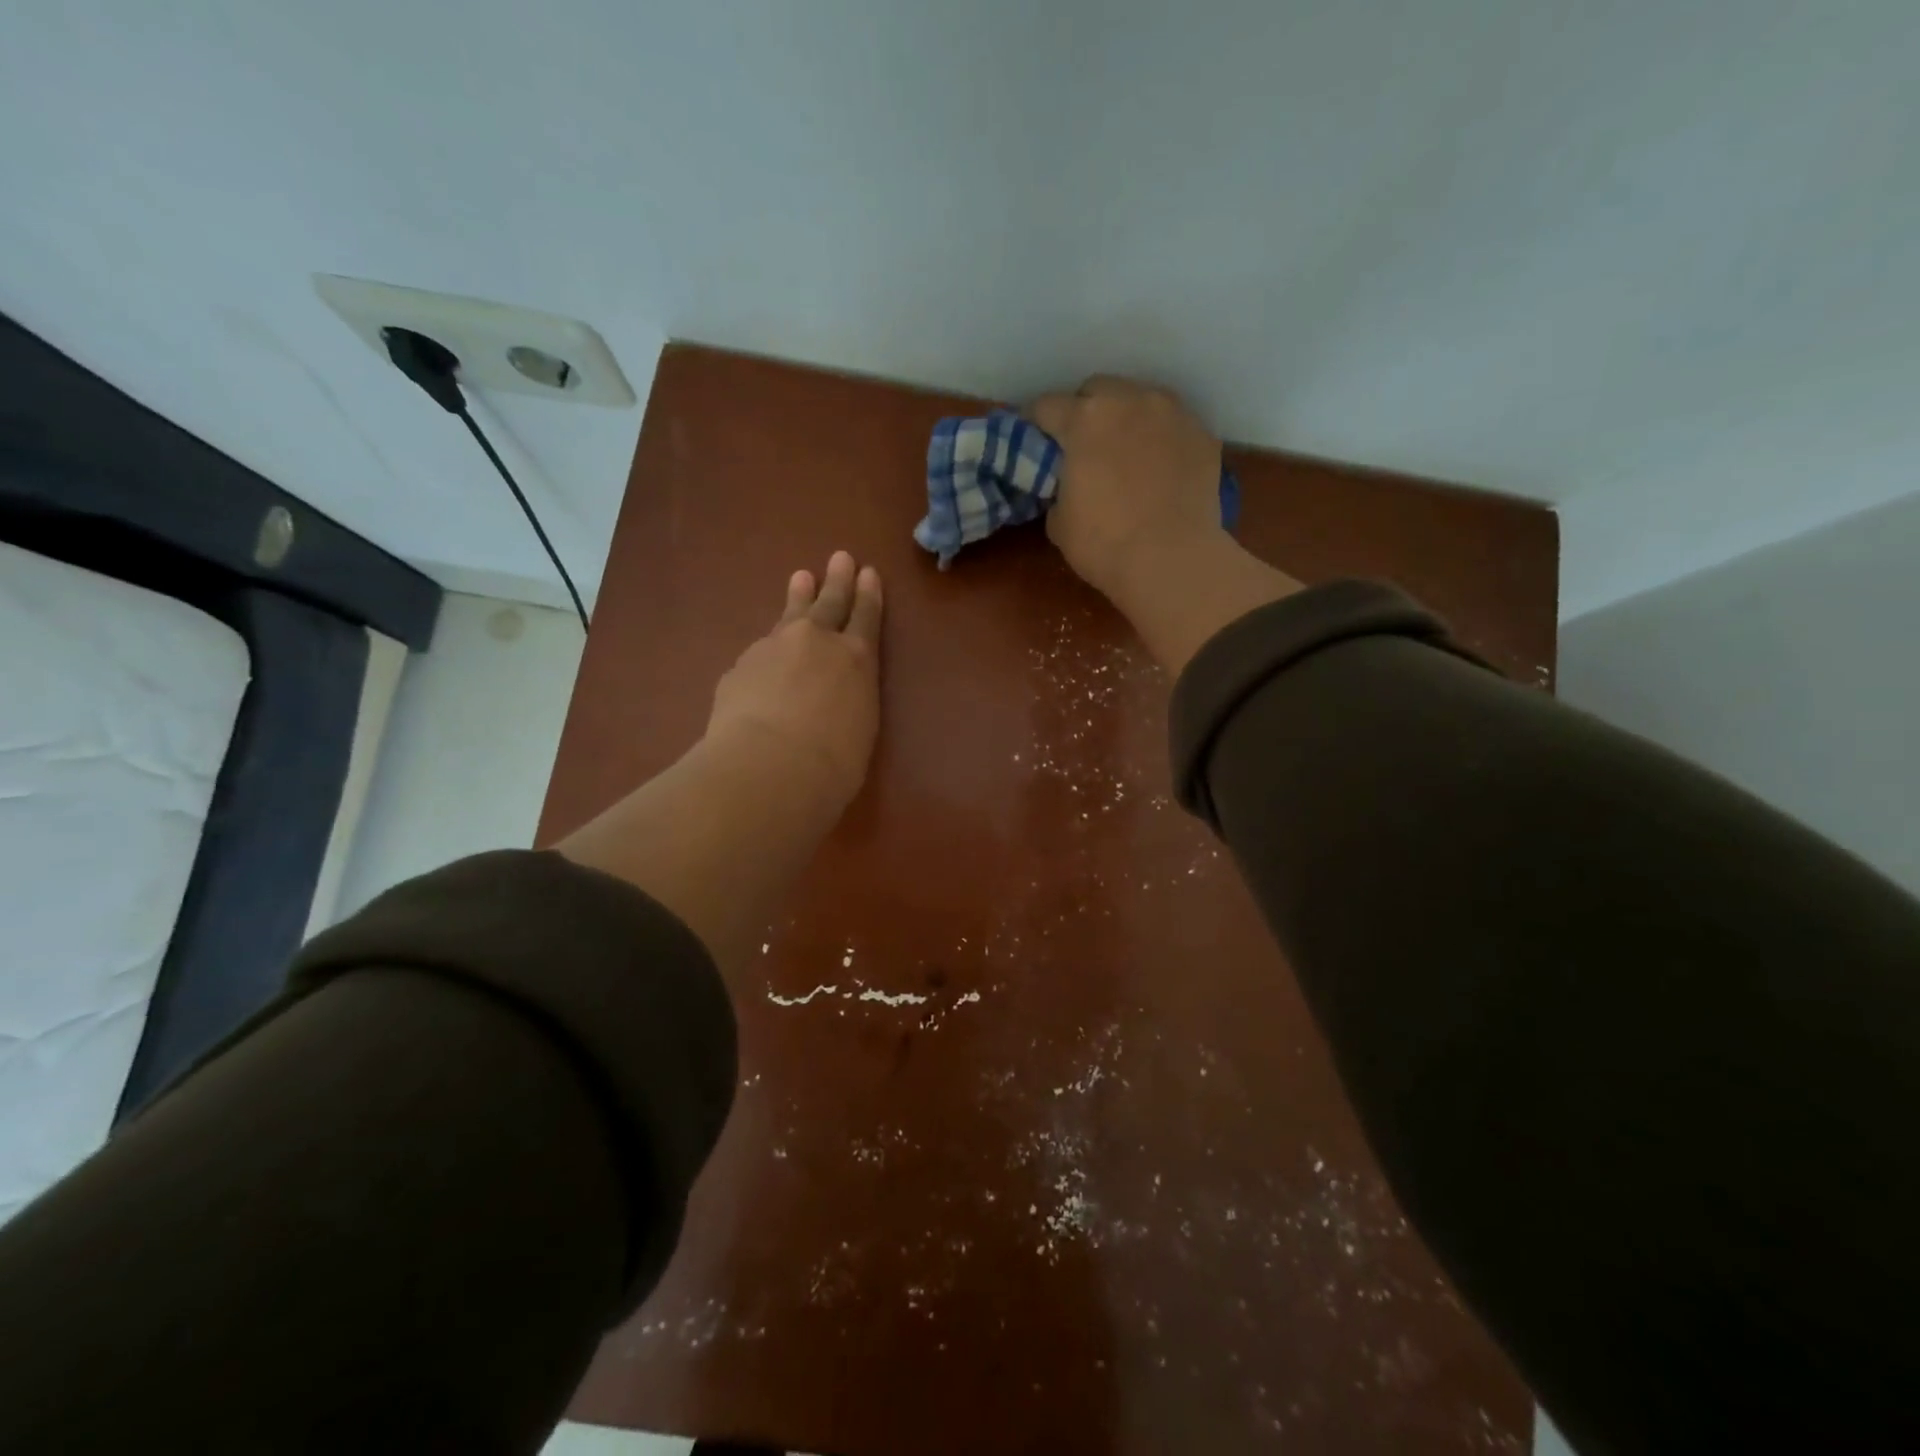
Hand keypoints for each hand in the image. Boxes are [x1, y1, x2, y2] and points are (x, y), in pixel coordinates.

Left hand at [706, 550, 882, 812]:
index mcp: (857, 659)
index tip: (868, 573)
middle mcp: (816, 642)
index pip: (866, 617)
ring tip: (800, 578)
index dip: (868, 595)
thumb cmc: (832, 763)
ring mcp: (774, 648)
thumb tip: (833, 701)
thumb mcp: (859, 730)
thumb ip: (848, 703)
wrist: (769, 767)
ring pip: (789, 615)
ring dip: (797, 597)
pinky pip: (760, 651)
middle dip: (837, 581)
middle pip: (829, 603)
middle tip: (840, 558)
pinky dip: (767, 650)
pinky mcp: (740, 666)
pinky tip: (764, 656)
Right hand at [1030, 375, 1300, 675]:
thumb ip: (1060, 488)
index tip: (1033, 441)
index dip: (1035, 424)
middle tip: (1082, 446)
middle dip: (1085, 411)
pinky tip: (1161, 470)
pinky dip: (1162, 441)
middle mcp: (1130, 400)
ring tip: (1126, 452)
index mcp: (1085, 419)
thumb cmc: (1103, 543)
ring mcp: (1172, 414)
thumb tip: (1069, 486)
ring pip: (1141, 401)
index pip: (1046, 406)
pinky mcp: (1203, 435)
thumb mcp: (1059, 521)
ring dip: (1127, 419)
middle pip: (1098, 390)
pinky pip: (1173, 427)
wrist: (1172, 560)